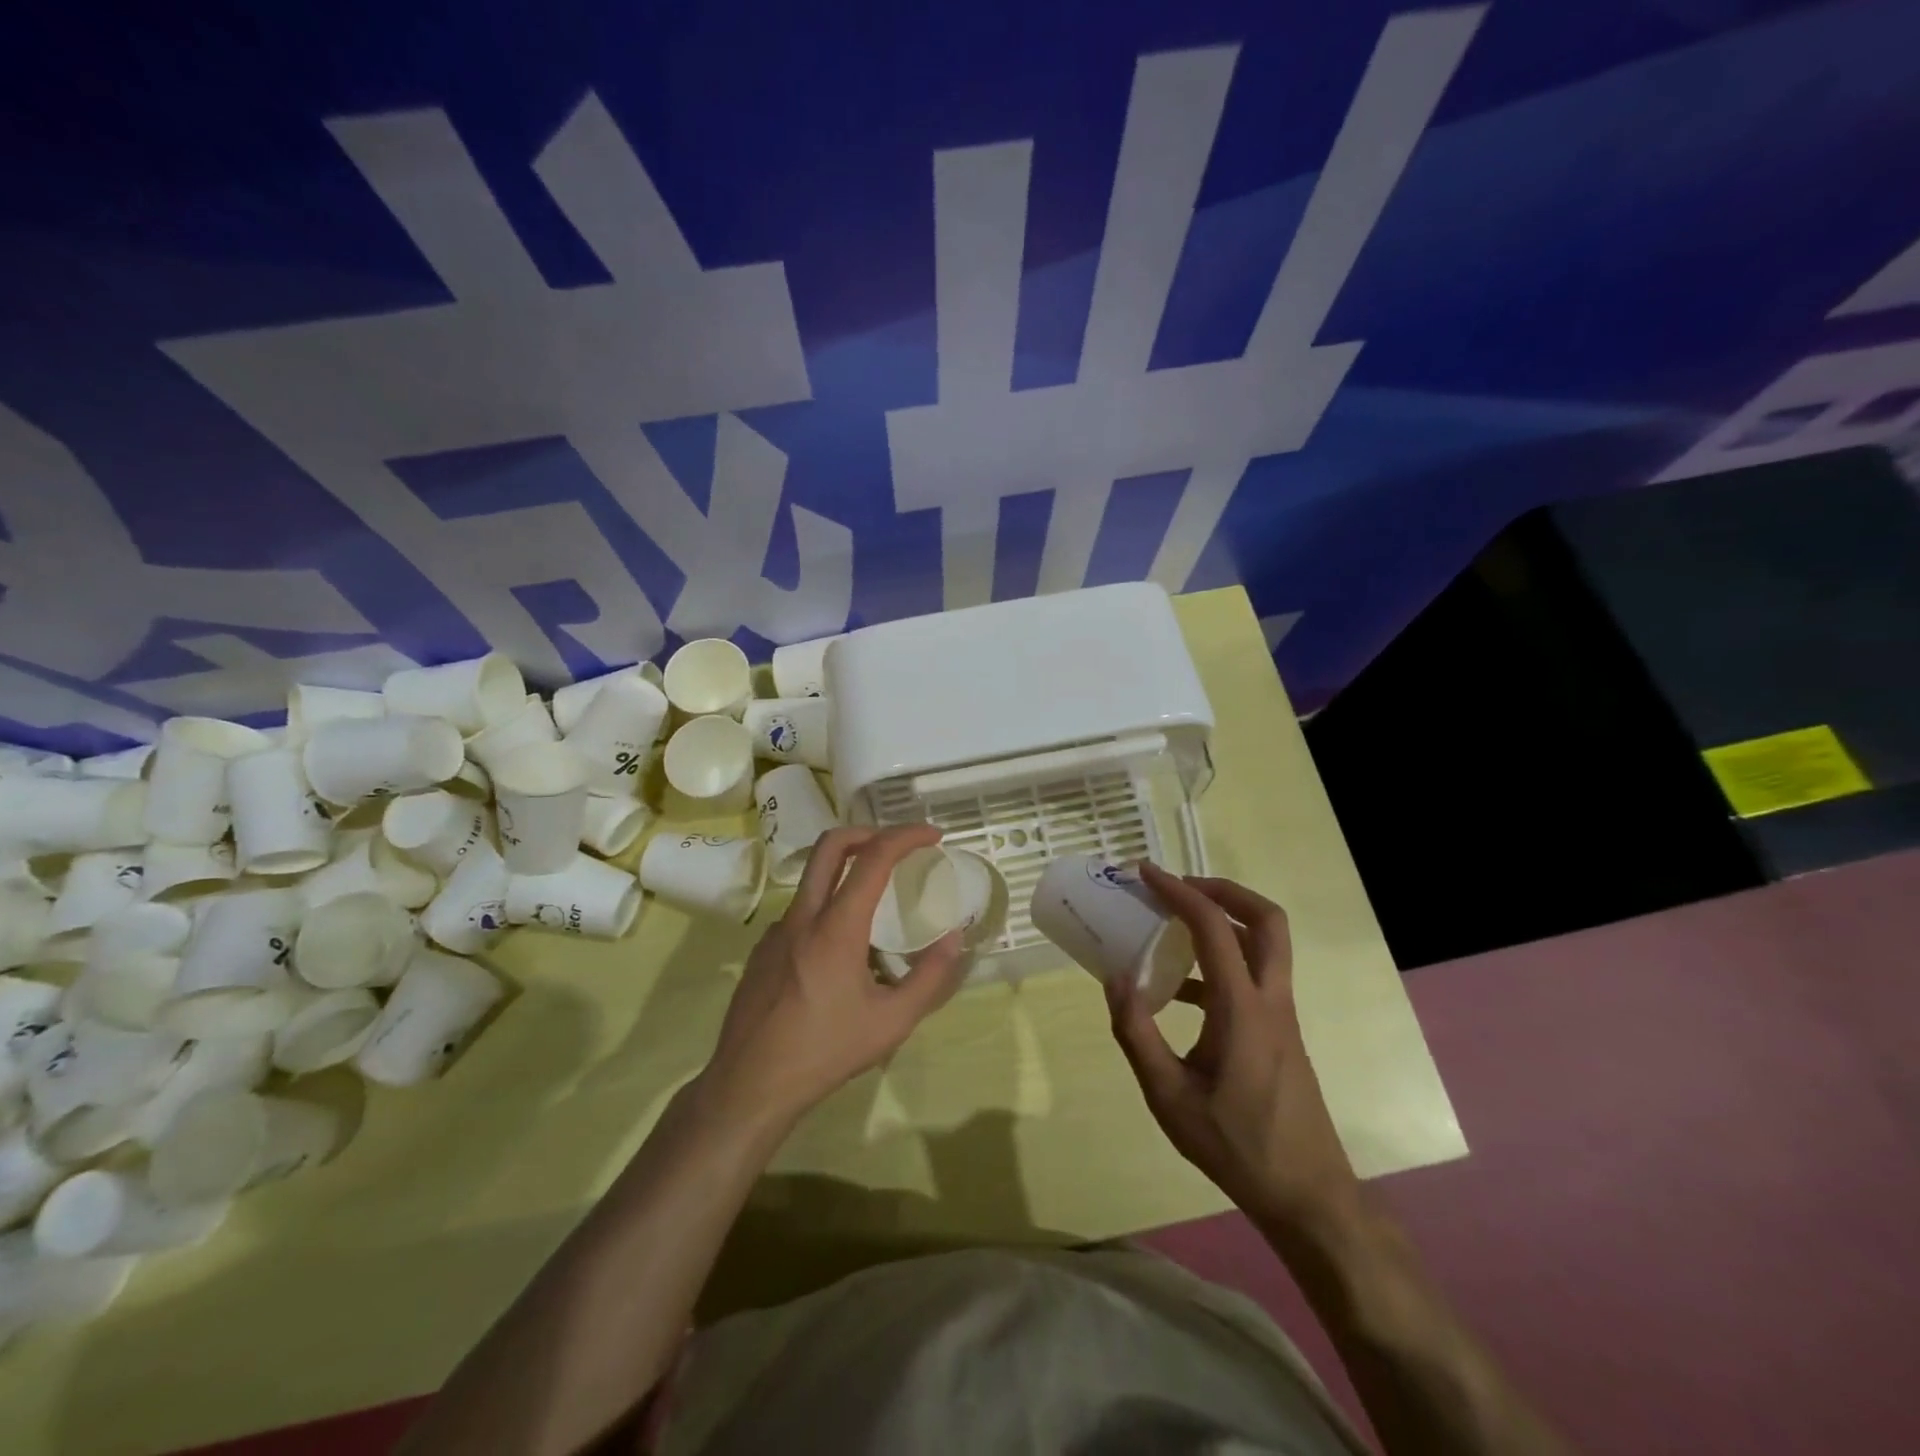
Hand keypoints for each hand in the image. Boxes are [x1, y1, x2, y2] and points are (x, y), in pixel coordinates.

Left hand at [697, 825, 969, 1135]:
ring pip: (814, 879)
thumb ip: (929, 977)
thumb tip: (954, 938)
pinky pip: (801, 912)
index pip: (874, 857)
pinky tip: (840, 952)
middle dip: (869, 832)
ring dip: (847, 872)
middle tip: (898, 847)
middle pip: (831, 845)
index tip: (933, 836)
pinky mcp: (762, 950)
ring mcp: (776, 931)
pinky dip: (828, 908)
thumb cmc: (825, 1052)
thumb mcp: (891, 1022)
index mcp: (836, 927)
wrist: (750, 1084)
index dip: (906, 836)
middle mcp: (803, 916)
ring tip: (876, 904)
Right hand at [1109, 865, 1361, 1233]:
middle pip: (1266, 919)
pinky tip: (1179, 988)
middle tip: (1180, 887)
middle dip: (1223, 890)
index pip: (1212, 927)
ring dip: (1225, 920)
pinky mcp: (1280, 1031)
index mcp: (1242, 1008)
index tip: (1146, 873)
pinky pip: (1255, 974)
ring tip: (1175, 922)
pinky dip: (1221, 959)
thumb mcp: (1168, 1097)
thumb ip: (1137, 1034)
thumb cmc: (1235, 1145)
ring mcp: (1281, 1015)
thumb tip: (1115, 978)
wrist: (1306, 1194)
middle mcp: (1270, 999)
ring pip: (1266, 944)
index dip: (1178, 892)